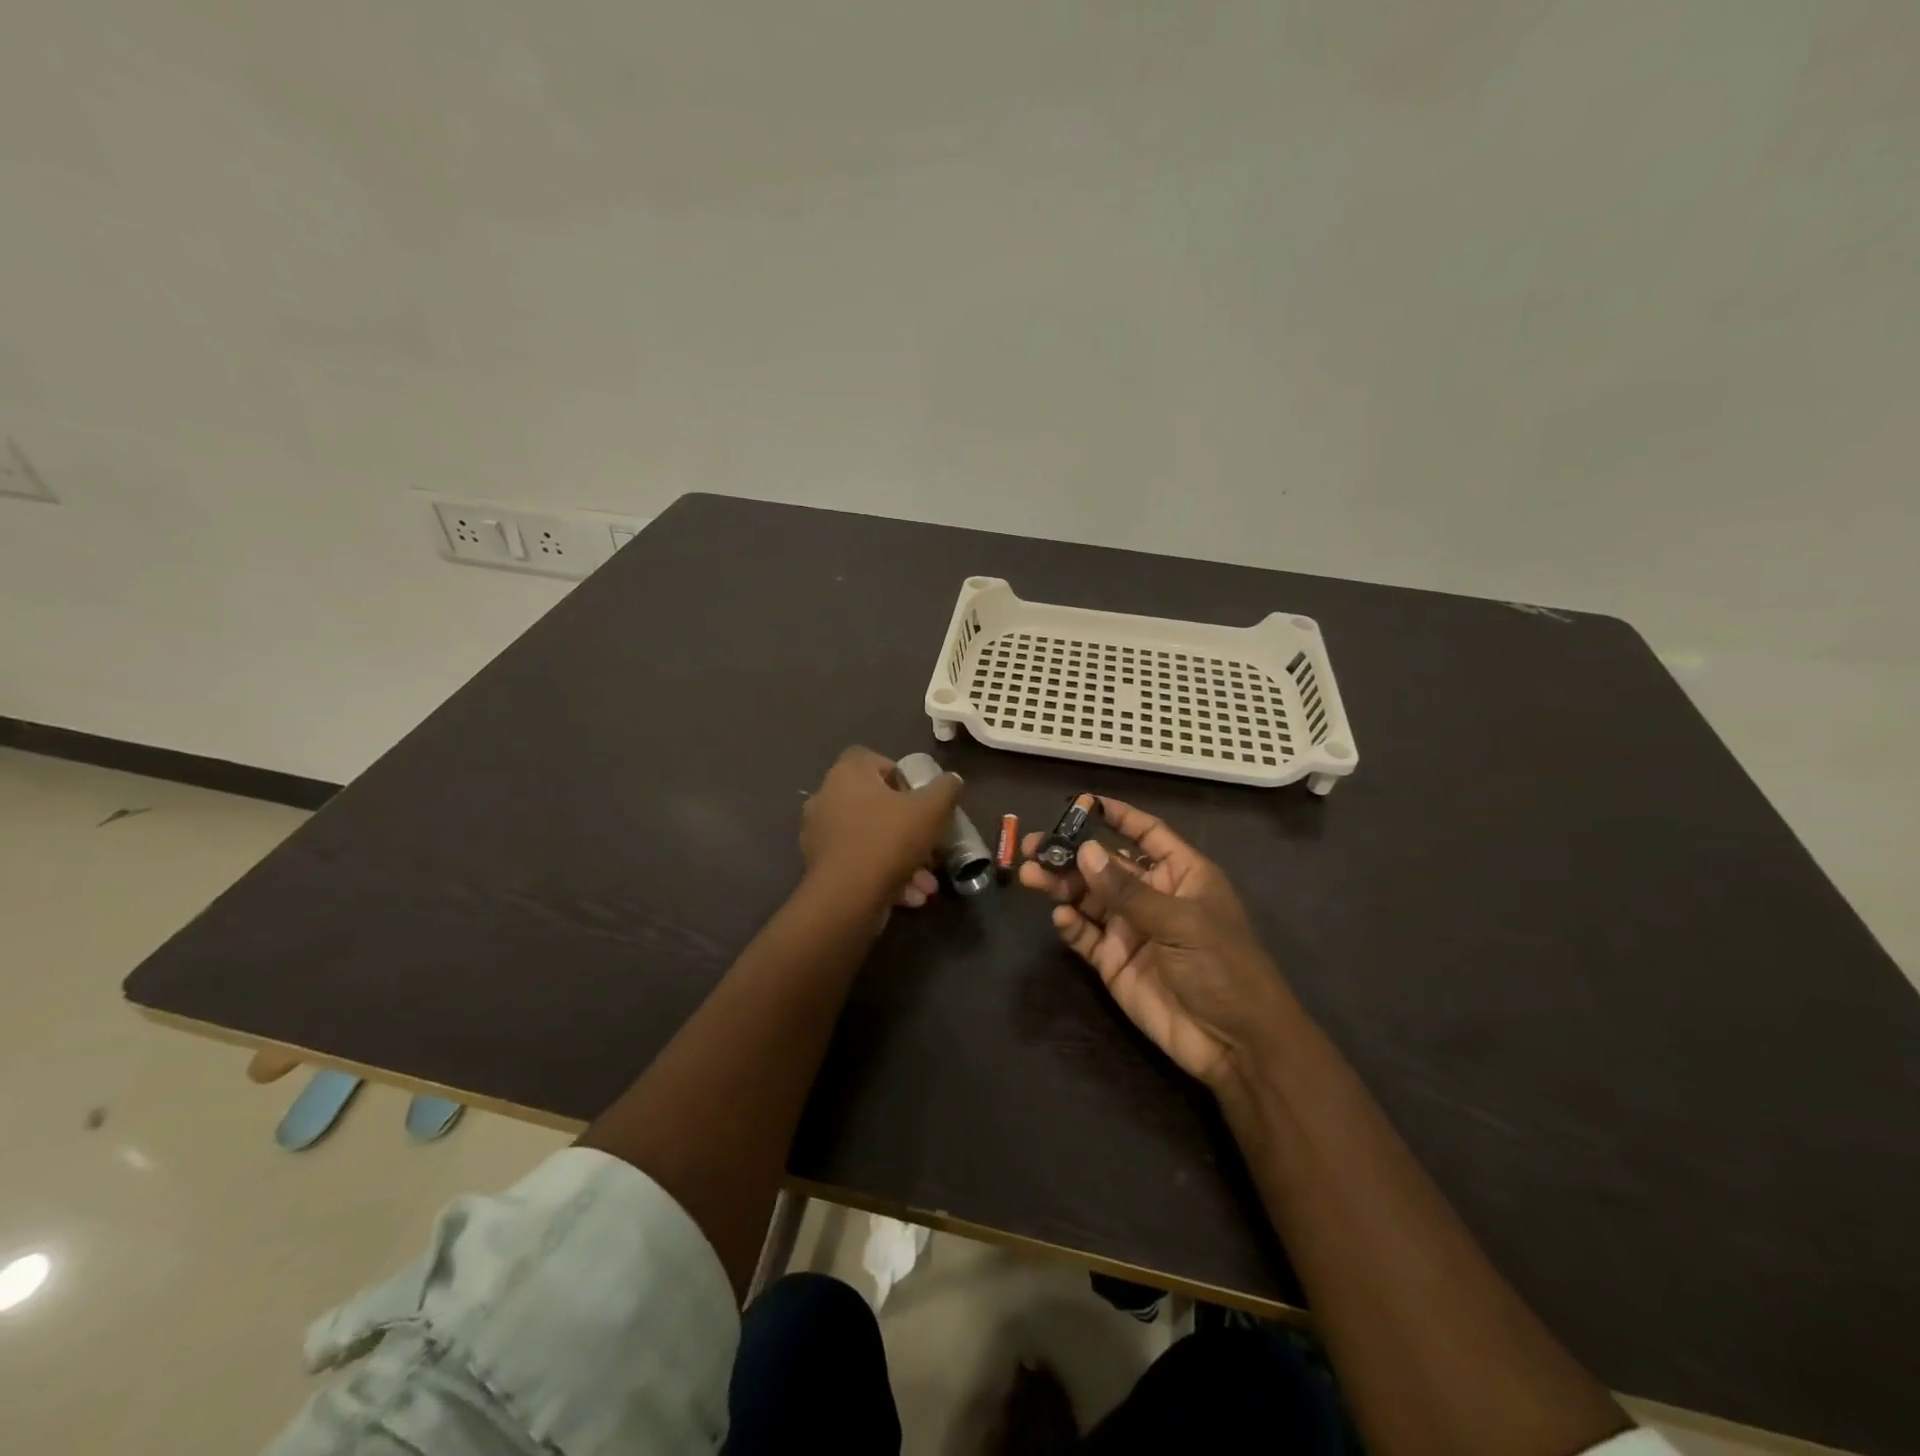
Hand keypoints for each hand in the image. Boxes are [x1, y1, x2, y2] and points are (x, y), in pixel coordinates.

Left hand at [801, 746, 962, 912]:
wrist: (846, 898)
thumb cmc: (888, 840)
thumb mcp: (932, 809)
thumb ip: (946, 789)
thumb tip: (952, 780)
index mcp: (847, 775)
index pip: (870, 759)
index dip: (898, 774)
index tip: (919, 797)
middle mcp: (826, 798)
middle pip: (874, 804)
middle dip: (908, 828)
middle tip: (930, 845)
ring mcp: (820, 835)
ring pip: (871, 840)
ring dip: (902, 858)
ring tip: (926, 883)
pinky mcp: (819, 868)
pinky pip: (859, 864)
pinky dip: (884, 876)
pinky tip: (910, 896)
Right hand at [1019, 797, 1286, 1086]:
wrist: (1236, 1044)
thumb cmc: (1223, 967)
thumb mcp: (1179, 922)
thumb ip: (1127, 890)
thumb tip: (1084, 851)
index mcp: (1181, 875)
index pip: (1146, 834)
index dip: (1118, 816)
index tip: (1082, 802)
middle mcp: (1153, 896)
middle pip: (1106, 865)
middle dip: (1071, 854)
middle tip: (1032, 845)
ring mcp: (1131, 929)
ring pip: (1088, 897)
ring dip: (1061, 885)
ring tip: (1030, 876)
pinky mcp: (1114, 962)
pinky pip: (1085, 935)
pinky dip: (1070, 925)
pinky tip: (1061, 918)